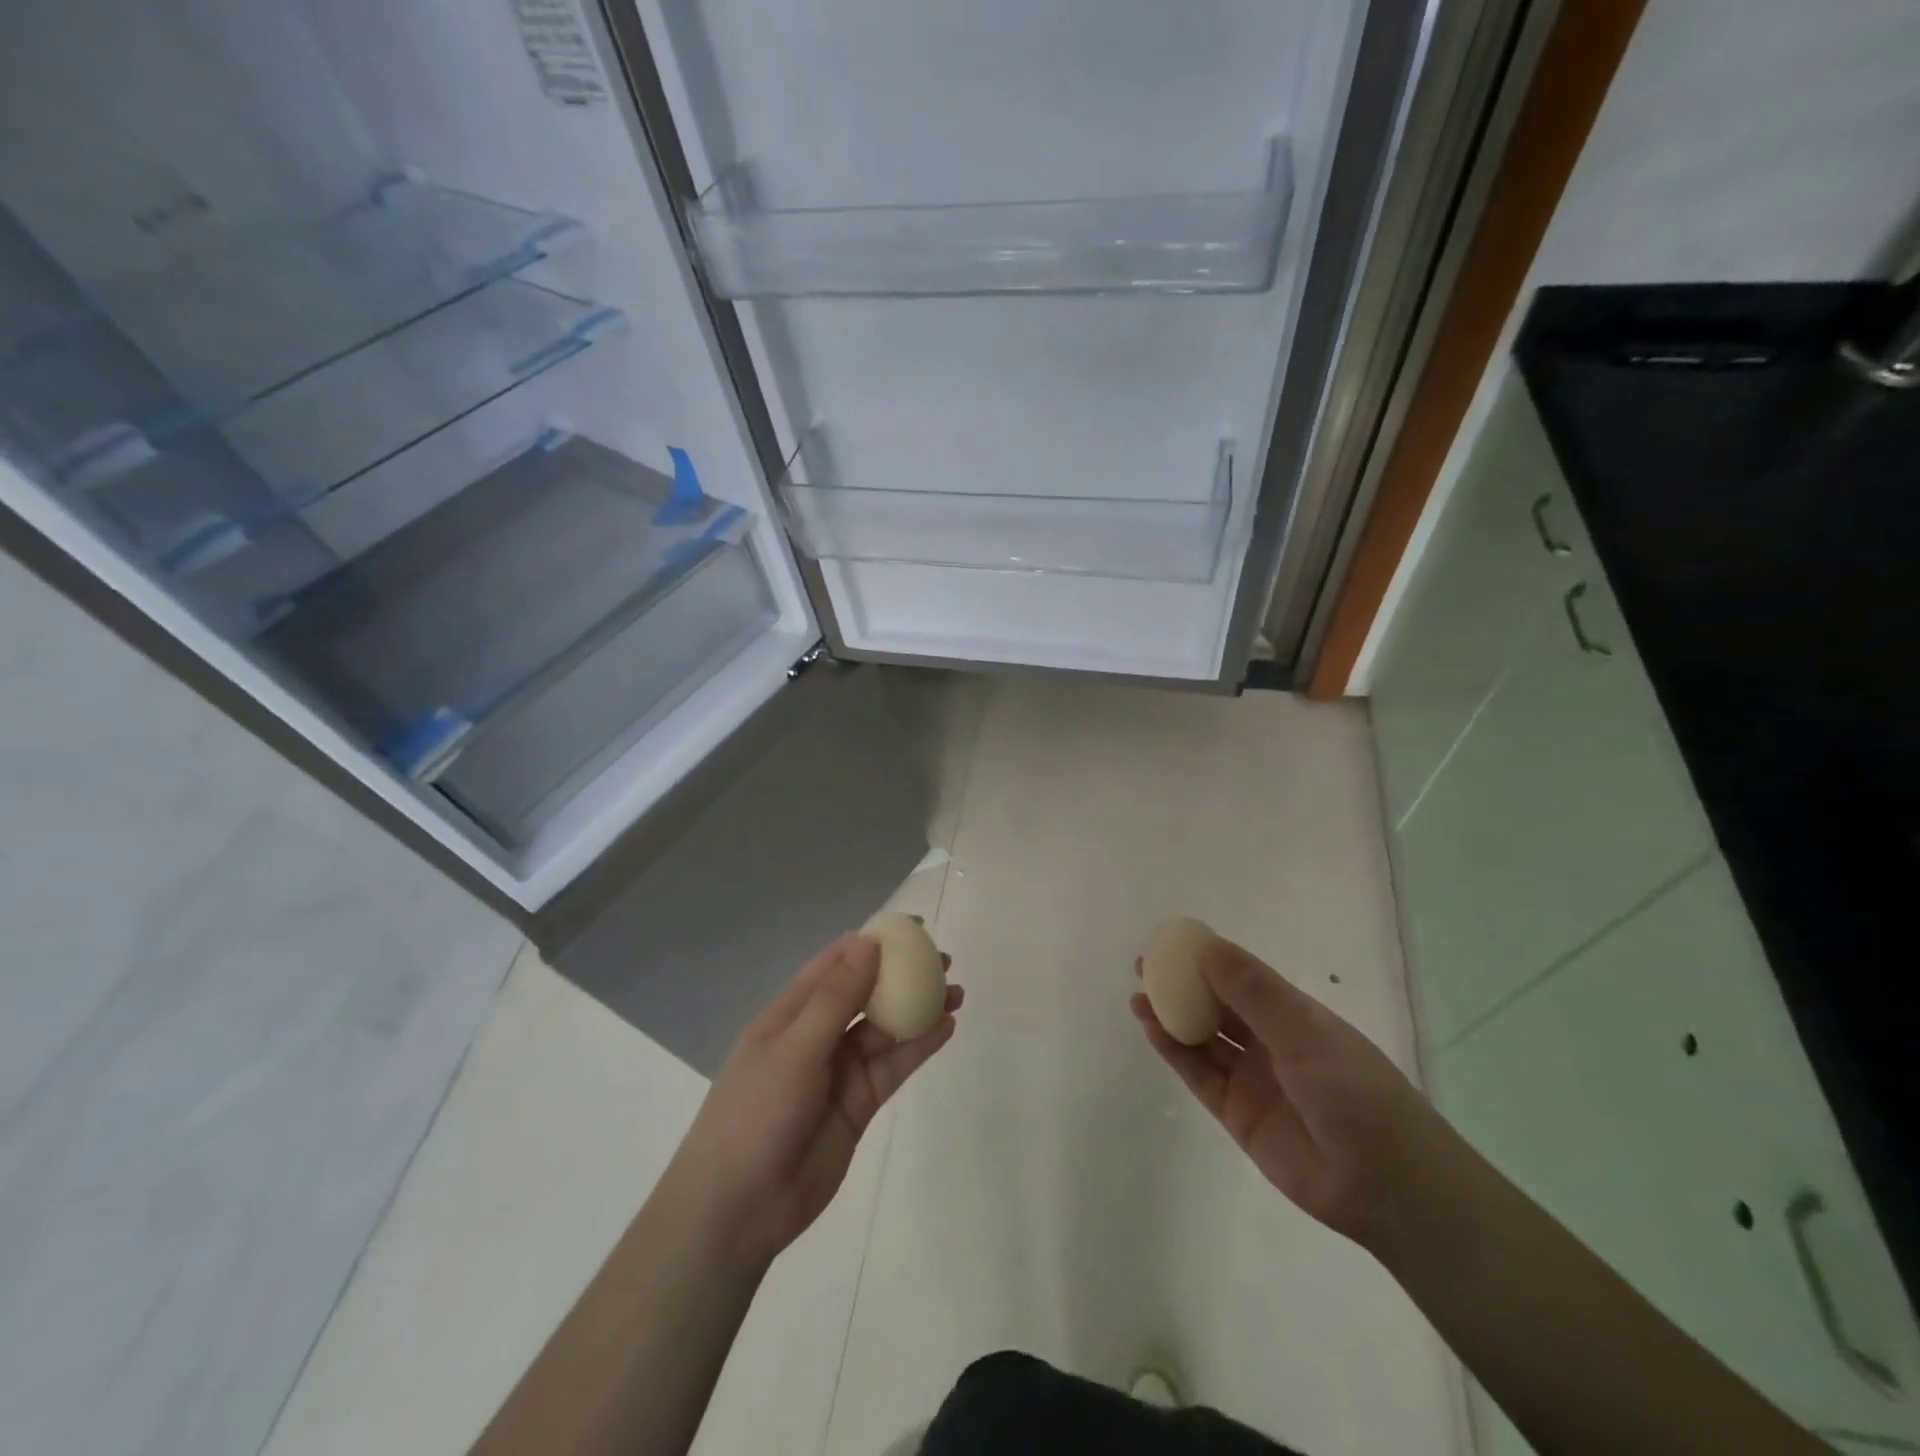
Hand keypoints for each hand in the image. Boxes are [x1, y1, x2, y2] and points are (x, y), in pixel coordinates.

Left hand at [666, 931, 961, 1267]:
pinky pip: (893, 1065)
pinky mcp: (860, 1103)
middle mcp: (818, 1034)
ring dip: (919, 1010)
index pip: (836, 963)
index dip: (873, 942)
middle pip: (867, 993)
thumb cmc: (756, 1114)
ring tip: (956, 994)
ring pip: (886, 1029)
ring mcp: (840, 1070)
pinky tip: (946, 1028)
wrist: (739, 1209)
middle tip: (945, 962)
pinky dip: (919, 1046)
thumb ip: (836, 998)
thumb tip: (869, 942)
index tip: (913, 928)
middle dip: (903, 975)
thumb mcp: (795, 1049)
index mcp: (791, 1012)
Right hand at [1131, 935, 1446, 1245]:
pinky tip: (1152, 1030)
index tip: (1170, 942)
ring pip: (1203, 1039)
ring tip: (1138, 997)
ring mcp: (1252, 1079)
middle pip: (1217, 1006)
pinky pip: (1199, 1075)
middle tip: (1143, 967)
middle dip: (1181, 986)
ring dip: (1171, 1017)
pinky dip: (1174, 1052)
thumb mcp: (1305, 1033)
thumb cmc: (1356, 1093)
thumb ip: (1252, 992)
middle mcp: (1270, 1042)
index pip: (1242, 977)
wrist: (1387, 1187)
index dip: (1206, 958)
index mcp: (1294, 1016)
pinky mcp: (1237, 1114)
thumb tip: (1205, 947)